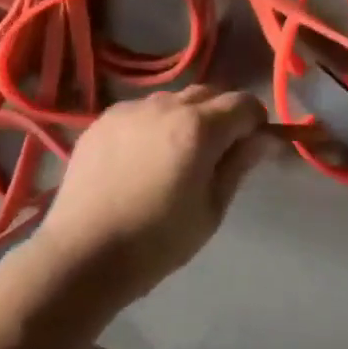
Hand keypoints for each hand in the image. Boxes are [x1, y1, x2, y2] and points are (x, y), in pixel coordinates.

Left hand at [34, 86, 282, 309]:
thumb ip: (239, 165)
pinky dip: (153, 125)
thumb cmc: (156, 242)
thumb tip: (266, 138)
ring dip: (187, 117)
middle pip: (210, 93)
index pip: (244, 103)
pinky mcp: (105, 117)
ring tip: (174, 156)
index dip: (255, 122)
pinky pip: (143, 110)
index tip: (251, 147)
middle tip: (216, 153)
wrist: (81, 255)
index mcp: (199, 127)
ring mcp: (132, 107)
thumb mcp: (210, 210)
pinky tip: (141, 159)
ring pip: (175, 99)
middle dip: (223, 115)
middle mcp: (167, 104)